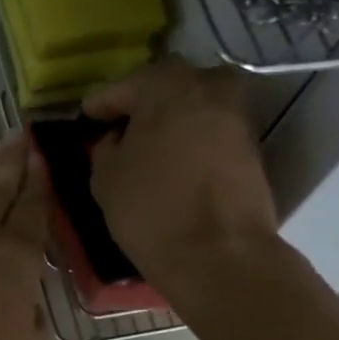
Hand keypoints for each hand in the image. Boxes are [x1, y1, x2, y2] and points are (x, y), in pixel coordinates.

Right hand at [84, 58, 280, 288]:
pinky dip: (193, 139)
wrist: (220, 254)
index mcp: (166, 85)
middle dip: (142, 102)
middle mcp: (208, 87)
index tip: (86, 117)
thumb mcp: (106, 178)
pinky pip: (212, 131)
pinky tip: (175, 160)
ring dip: (172, 119)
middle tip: (121, 126)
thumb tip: (117, 139)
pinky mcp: (252, 147)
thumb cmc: (152, 209)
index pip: (123, 86)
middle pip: (167, 86)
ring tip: (149, 145)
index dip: (101, 104)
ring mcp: (236, 116)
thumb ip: (106, 147)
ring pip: (195, 106)